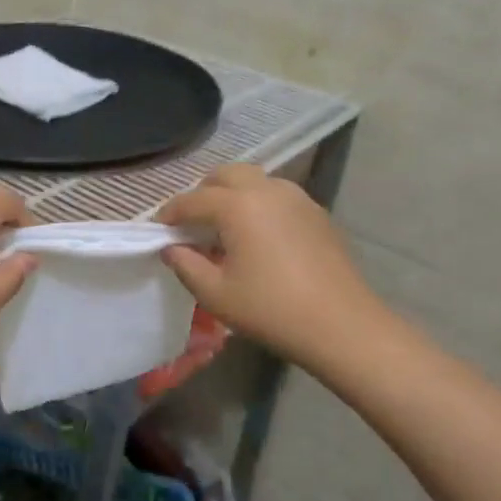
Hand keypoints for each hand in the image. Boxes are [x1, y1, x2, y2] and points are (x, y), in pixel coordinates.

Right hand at [158, 165, 381, 368]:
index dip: (170, 213)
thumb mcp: (216, 294)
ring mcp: (296, 197)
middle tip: (191, 222)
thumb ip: (186, 265)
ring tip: (224, 227)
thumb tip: (171, 248)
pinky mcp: (316, 212)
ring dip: (232, 194)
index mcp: (237, 205)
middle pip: (225, 175)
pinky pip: (277, 195)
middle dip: (202, 192)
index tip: (158, 229)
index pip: (192, 200)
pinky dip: (258, 204)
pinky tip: (257, 236)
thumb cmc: (271, 310)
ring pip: (254, 180)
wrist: (342, 326)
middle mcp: (266, 189)